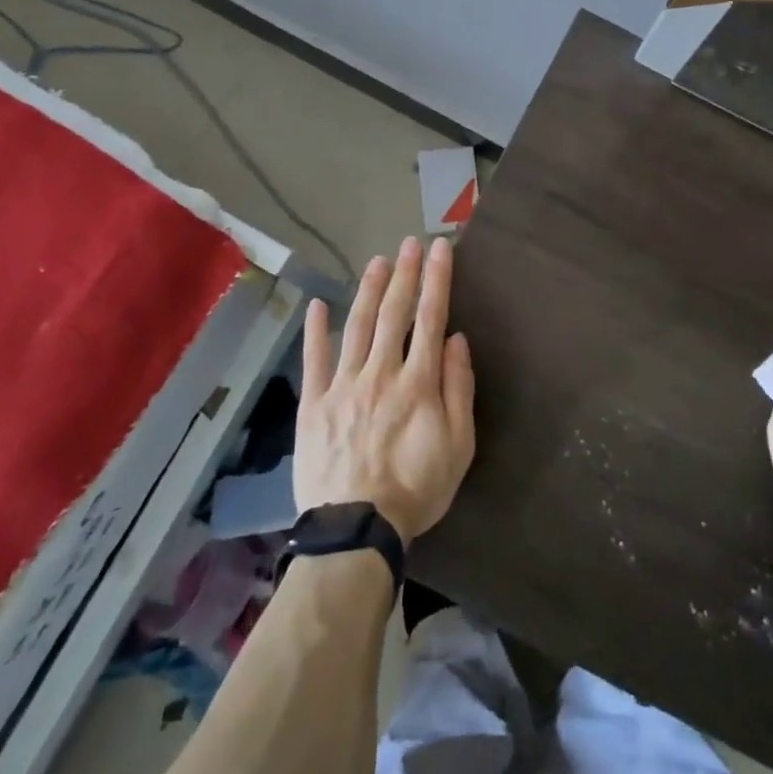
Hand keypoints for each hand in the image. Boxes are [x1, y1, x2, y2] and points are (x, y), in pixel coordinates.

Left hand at [295, 236, 475, 540]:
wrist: (356, 530)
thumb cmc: (416, 488)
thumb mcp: (458, 445)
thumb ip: (458, 388)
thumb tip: (455, 339)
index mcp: (418, 382)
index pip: (430, 318)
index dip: (437, 279)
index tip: (440, 249)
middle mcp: (381, 372)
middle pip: (393, 313)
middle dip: (405, 274)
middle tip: (410, 243)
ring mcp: (343, 385)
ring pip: (357, 326)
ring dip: (369, 290)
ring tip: (378, 261)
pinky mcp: (314, 404)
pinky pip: (314, 360)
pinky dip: (316, 330)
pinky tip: (319, 304)